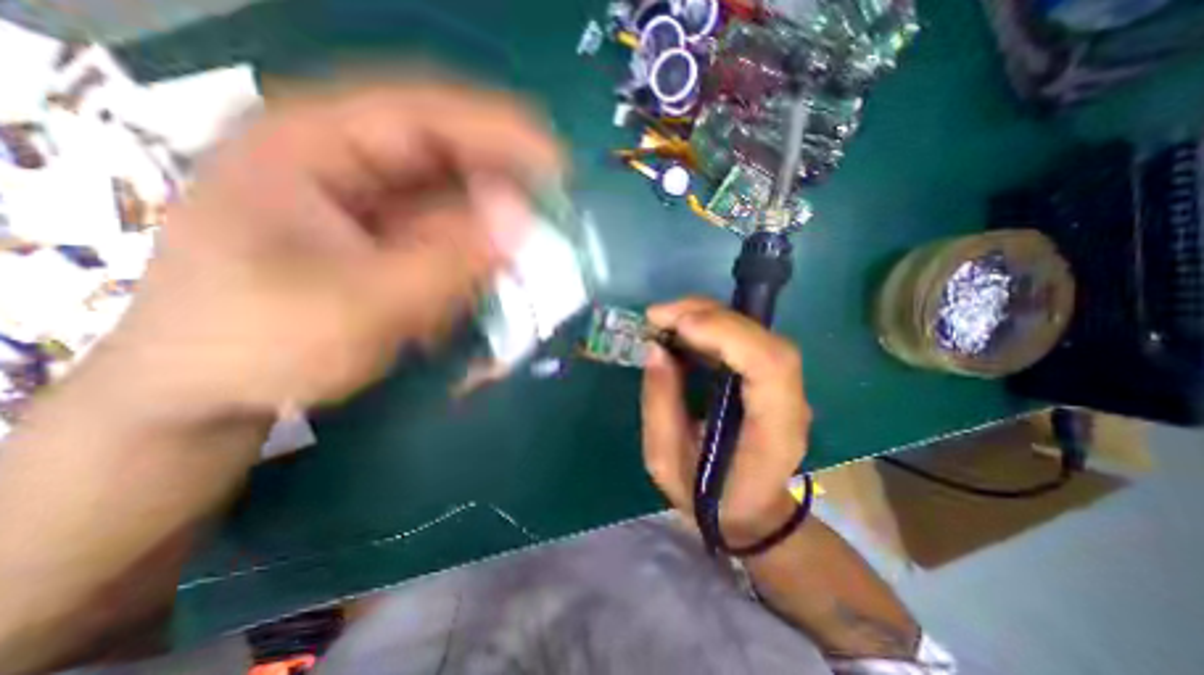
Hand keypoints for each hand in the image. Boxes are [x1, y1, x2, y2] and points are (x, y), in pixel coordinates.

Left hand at [101, 79, 561, 417]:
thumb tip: (521, 220)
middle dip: (505, 186)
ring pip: (453, 199)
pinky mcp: (387, 237)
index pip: (423, 112)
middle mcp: (345, 159)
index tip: (559, 164)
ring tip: (527, 259)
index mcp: (310, 142)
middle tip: (555, 219)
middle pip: (446, 154)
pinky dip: (476, 254)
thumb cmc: (258, 342)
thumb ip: (447, 260)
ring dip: (495, 228)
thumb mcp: (358, 304)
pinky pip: (448, 234)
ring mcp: (369, 200)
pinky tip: (488, 280)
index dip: (499, 131)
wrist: (210, 389)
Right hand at [638, 298, 806, 545]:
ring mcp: (783, 386)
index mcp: (772, 433)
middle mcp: (788, 402)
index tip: (677, 327)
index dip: (727, 335)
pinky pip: (743, 338)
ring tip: (663, 320)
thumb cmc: (708, 497)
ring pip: (754, 332)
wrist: (749, 512)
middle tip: (657, 316)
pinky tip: (680, 330)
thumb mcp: (666, 462)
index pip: (770, 366)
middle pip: (764, 339)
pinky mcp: (767, 377)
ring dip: (706, 316)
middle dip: (708, 316)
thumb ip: (660, 406)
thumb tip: (655, 349)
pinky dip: (709, 326)